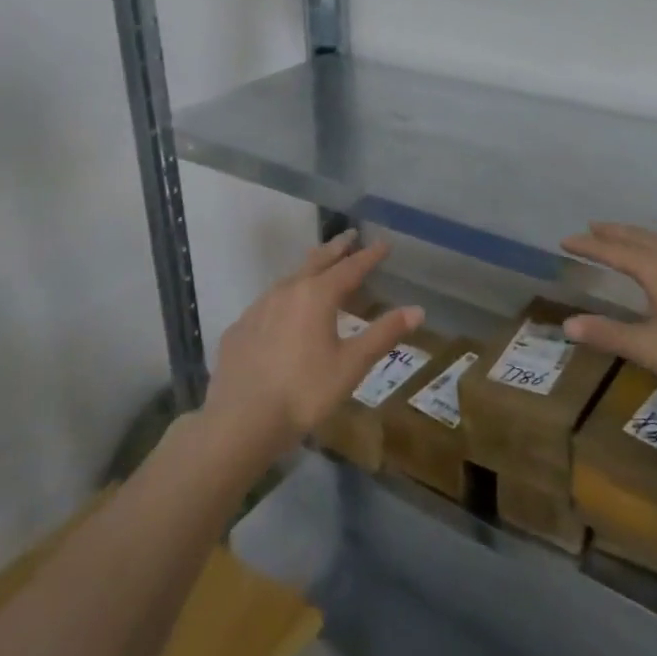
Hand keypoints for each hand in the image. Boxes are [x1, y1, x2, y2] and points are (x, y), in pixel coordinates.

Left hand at [202, 230, 424, 457]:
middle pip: (316, 261)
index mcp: (316, 296)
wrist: (241, 421)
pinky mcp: (239, 329)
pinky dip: (283, 298)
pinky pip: (267, 303)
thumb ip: (383, 334)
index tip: (383, 243)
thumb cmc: (305, 392)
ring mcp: (257, 309)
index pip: (350, 267)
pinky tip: (283, 312)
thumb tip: (418, 310)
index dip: (369, 255)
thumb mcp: (351, 365)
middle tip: (349, 235)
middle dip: (336, 248)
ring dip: (308, 269)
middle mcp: (286, 292)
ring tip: (318, 267)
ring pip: (288, 279)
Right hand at [560, 222, 656, 401]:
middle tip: (594, 227)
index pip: (615, 251)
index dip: (589, 246)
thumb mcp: (652, 349)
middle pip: (642, 238)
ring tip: (629, 241)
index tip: (567, 239)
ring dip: (641, 238)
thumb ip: (610, 335)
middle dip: (615, 232)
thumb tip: (567, 324)